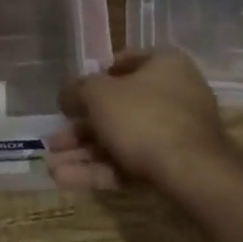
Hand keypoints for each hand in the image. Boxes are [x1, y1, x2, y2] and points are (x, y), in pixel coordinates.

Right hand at [46, 49, 233, 197]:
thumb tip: (68, 93)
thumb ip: (77, 89)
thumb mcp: (99, 95)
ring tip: (51, 164)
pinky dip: (100, 170)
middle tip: (54, 139)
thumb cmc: (142, 117)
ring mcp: (175, 133)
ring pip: (121, 139)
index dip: (94, 77)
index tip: (73, 95)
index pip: (125, 62)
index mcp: (164, 65)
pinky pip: (130, 163)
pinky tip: (65, 180)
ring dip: (84, 152)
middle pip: (119, 107)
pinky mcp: (173, 166)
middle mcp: (174, 94)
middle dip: (81, 126)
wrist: (191, 172)